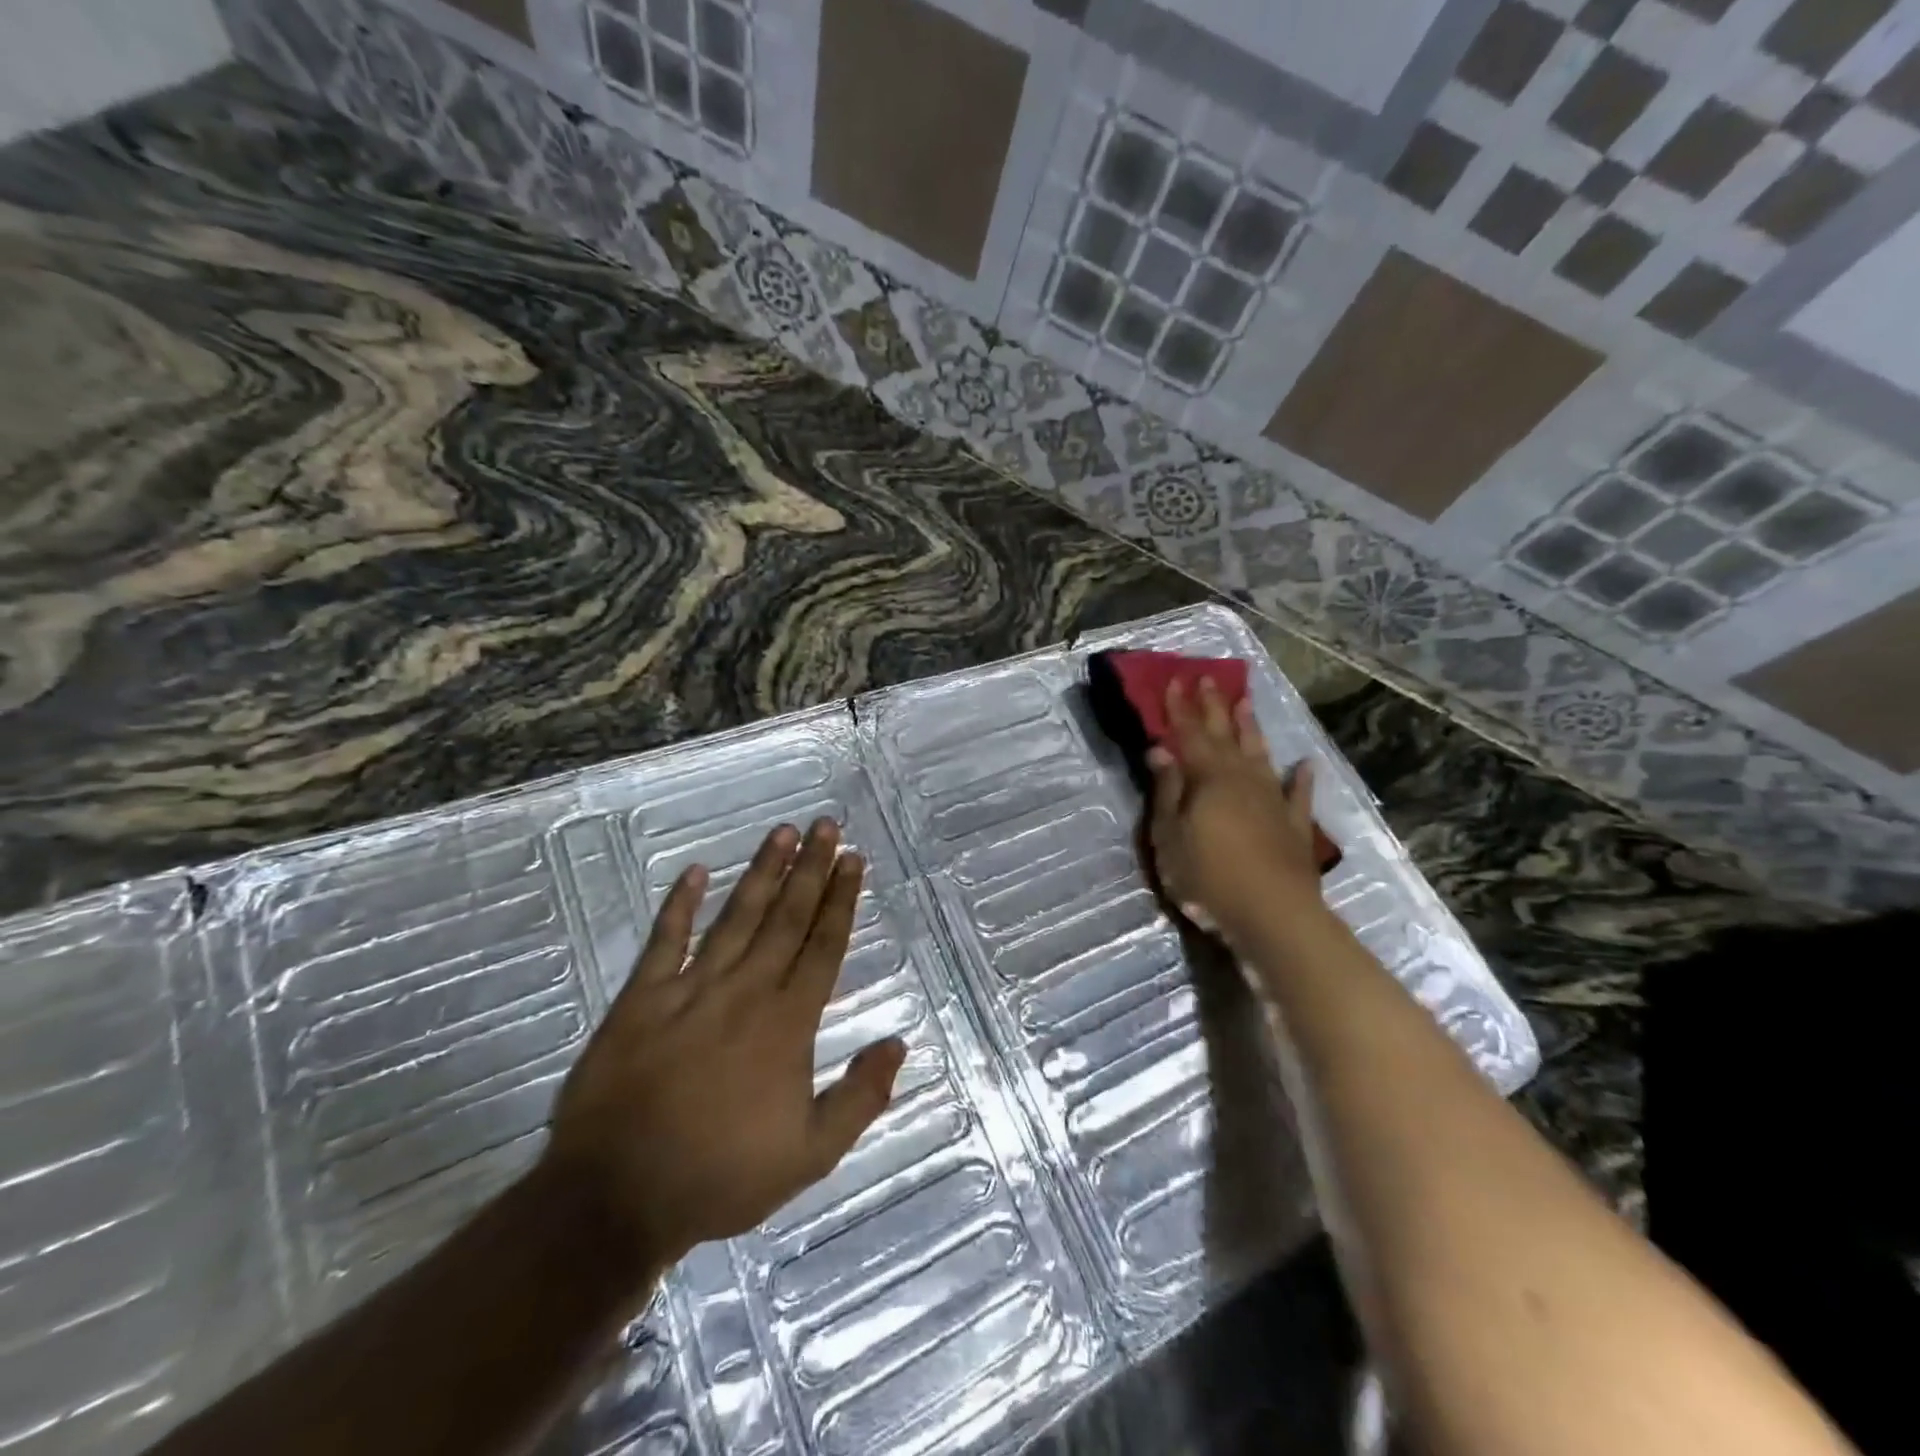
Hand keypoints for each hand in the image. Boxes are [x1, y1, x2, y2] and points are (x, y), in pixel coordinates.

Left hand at [542, 819, 905, 1273]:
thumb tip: (898, 1044)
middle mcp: (745, 991)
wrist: (617, 1198)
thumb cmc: (721, 1177)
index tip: (853, 860)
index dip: (841, 900)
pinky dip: (678, 904)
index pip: (823, 946)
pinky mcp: (641, 999)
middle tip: (826, 826)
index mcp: (787, 1023)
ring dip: (762, 872)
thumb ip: (859, 1098)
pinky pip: (664, 941)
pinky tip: (694, 871)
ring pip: (736, 917)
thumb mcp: (810, 1155)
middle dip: (811, 868)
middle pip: (786, 917)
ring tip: (783, 833)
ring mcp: (691, 989)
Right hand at [1147, 677, 1324, 941]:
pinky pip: (1299, 794)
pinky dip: (1303, 778)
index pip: (1189, 734)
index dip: (1180, 708)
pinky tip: (1306, 765)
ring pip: (1261, 755)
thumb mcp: (1169, 835)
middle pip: (1225, 736)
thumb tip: (1160, 749)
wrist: (1272, 915)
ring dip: (1252, 730)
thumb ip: (1167, 790)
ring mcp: (1272, 800)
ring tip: (1246, 705)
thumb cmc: (1207, 877)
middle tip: (1209, 678)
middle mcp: (1242, 779)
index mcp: (1208, 779)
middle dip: (1214, 707)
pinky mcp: (1294, 826)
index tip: (1174, 680)